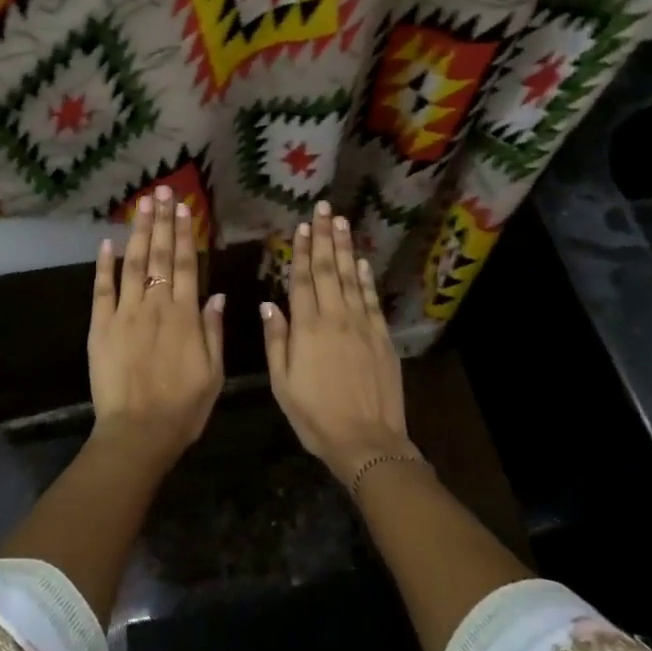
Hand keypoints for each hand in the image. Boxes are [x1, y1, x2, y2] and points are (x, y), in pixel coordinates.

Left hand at [88, 186, 224, 467]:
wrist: (138, 433)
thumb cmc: (183, 408)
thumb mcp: (213, 373)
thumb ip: (213, 330)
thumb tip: (216, 294)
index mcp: (185, 317)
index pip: (187, 265)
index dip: (186, 234)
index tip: (184, 207)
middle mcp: (155, 306)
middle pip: (160, 256)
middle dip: (162, 221)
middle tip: (162, 191)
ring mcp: (125, 314)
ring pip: (133, 264)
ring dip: (138, 233)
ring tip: (141, 205)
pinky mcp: (100, 328)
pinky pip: (101, 290)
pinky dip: (103, 266)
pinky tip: (107, 243)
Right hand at [261, 202, 412, 481]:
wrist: (366, 441)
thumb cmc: (315, 416)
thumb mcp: (283, 383)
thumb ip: (277, 340)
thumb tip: (269, 304)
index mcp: (307, 329)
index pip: (302, 280)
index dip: (301, 251)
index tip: (302, 226)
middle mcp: (336, 318)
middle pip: (328, 270)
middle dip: (325, 238)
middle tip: (325, 209)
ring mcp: (363, 326)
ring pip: (352, 278)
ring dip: (346, 249)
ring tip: (342, 223)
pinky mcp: (382, 337)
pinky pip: (372, 300)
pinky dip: (366, 279)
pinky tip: (362, 262)